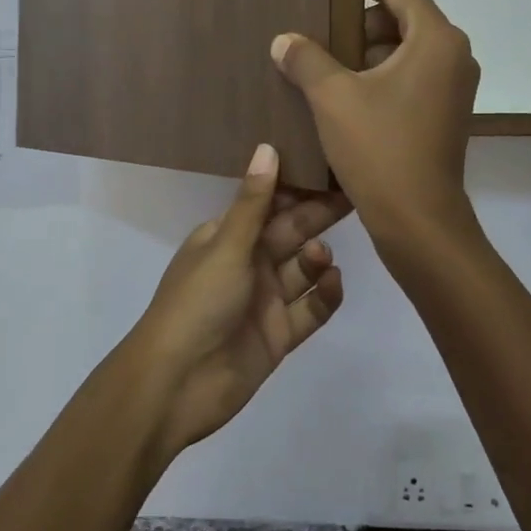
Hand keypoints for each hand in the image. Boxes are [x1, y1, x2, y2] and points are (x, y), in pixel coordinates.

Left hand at [127, 144, 348, 458]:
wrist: (176, 384)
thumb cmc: (197, 303)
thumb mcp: (226, 247)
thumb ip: (254, 202)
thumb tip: (267, 146)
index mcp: (226, 237)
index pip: (268, 204)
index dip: (297, 187)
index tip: (330, 166)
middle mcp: (247, 264)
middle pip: (290, 234)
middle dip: (317, 216)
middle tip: (354, 195)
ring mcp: (264, 301)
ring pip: (302, 271)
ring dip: (316, 259)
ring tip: (319, 257)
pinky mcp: (279, 335)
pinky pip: (310, 309)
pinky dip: (324, 296)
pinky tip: (331, 283)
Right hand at [269, 0, 480, 246]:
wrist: (418, 222)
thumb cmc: (379, 149)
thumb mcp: (332, 98)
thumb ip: (307, 59)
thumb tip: (284, 40)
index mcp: (436, 40)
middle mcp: (454, 57)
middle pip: (403, 19)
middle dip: (359, 23)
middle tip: (319, 31)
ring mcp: (453, 89)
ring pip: (405, 52)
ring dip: (366, 53)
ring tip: (323, 64)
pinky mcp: (444, 115)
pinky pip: (410, 79)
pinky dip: (379, 78)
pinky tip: (342, 96)